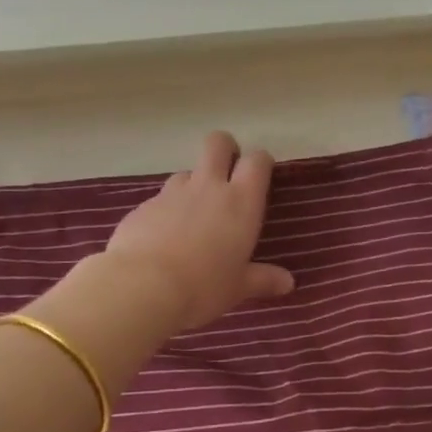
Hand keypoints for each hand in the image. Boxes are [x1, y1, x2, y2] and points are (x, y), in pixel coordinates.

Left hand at [101, 131, 294, 331]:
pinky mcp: (143, 206)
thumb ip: (263, 280)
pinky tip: (163, 238)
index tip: (260, 177)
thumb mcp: (238, 288)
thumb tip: (287, 283)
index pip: (257, 160)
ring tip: (193, 216)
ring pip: (187, 172)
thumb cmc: (204, 287)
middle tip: (227, 173)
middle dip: (225, 150)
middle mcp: (208, 187)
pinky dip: (166, 211)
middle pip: (218, 143)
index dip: (260, 162)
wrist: (143, 287)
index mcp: (240, 201)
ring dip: (193, 185)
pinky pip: (160, 199)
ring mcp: (172, 193)